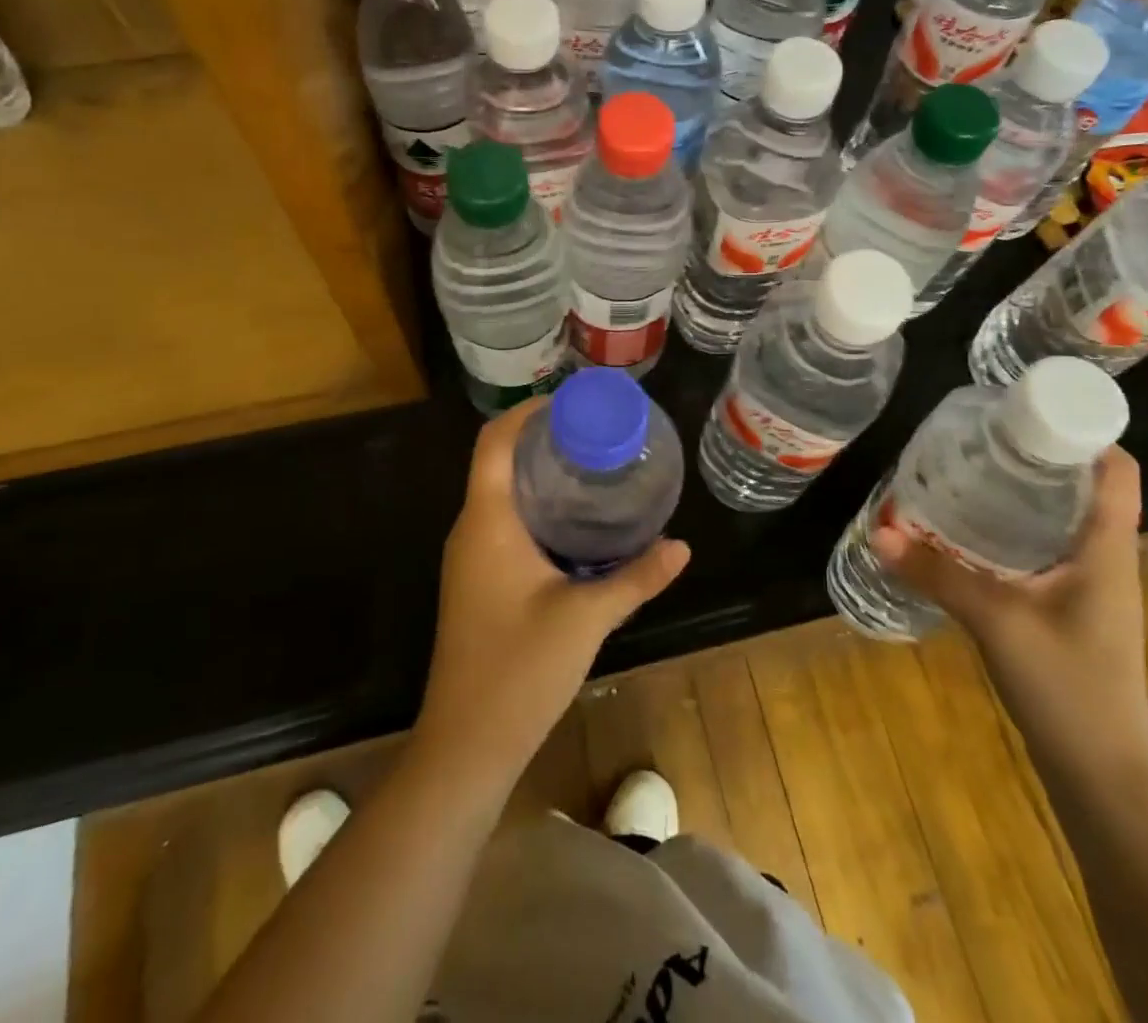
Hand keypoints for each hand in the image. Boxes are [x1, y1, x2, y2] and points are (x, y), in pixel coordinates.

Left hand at [415, 398, 689, 782]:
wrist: (466, 745)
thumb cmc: (519, 670)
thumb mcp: (586, 618)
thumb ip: (636, 577)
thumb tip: (682, 546)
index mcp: (487, 522)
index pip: (494, 442)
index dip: (526, 412)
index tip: (570, 402)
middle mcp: (471, 529)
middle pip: (497, 461)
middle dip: (541, 440)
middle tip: (595, 432)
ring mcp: (470, 558)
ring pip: (500, 494)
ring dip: (538, 475)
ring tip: (591, 465)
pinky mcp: (477, 581)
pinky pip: (503, 523)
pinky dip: (535, 507)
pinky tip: (574, 522)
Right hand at [870, 447, 1147, 782]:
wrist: (1102, 773)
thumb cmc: (1067, 687)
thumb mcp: (995, 621)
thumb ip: (936, 573)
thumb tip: (879, 530)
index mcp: (1106, 551)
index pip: (1117, 472)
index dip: (1084, 431)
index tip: (1028, 410)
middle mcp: (1106, 560)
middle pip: (1084, 488)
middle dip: (1037, 456)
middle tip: (980, 437)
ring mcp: (1091, 588)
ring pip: (1063, 519)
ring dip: (1024, 493)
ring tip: (970, 472)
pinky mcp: (1071, 609)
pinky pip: (1046, 549)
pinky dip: (1014, 529)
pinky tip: (972, 533)